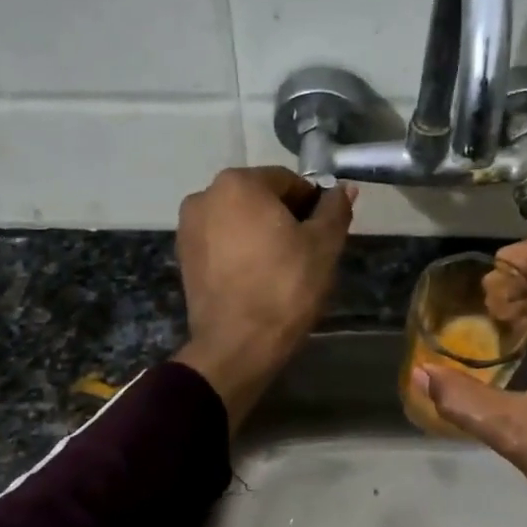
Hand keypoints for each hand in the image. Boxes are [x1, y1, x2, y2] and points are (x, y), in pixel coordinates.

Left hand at [173, 167, 354, 430]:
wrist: (237, 345)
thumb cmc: (285, 287)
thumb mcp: (323, 246)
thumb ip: (334, 210)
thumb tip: (342, 189)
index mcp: (238, 183)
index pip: (288, 181)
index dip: (312, 205)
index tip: (324, 233)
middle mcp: (205, 196)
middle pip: (259, 199)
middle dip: (284, 219)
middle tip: (307, 253)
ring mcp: (188, 228)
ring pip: (239, 222)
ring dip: (261, 235)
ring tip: (282, 269)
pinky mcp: (183, 258)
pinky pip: (221, 244)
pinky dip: (240, 253)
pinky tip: (257, 279)